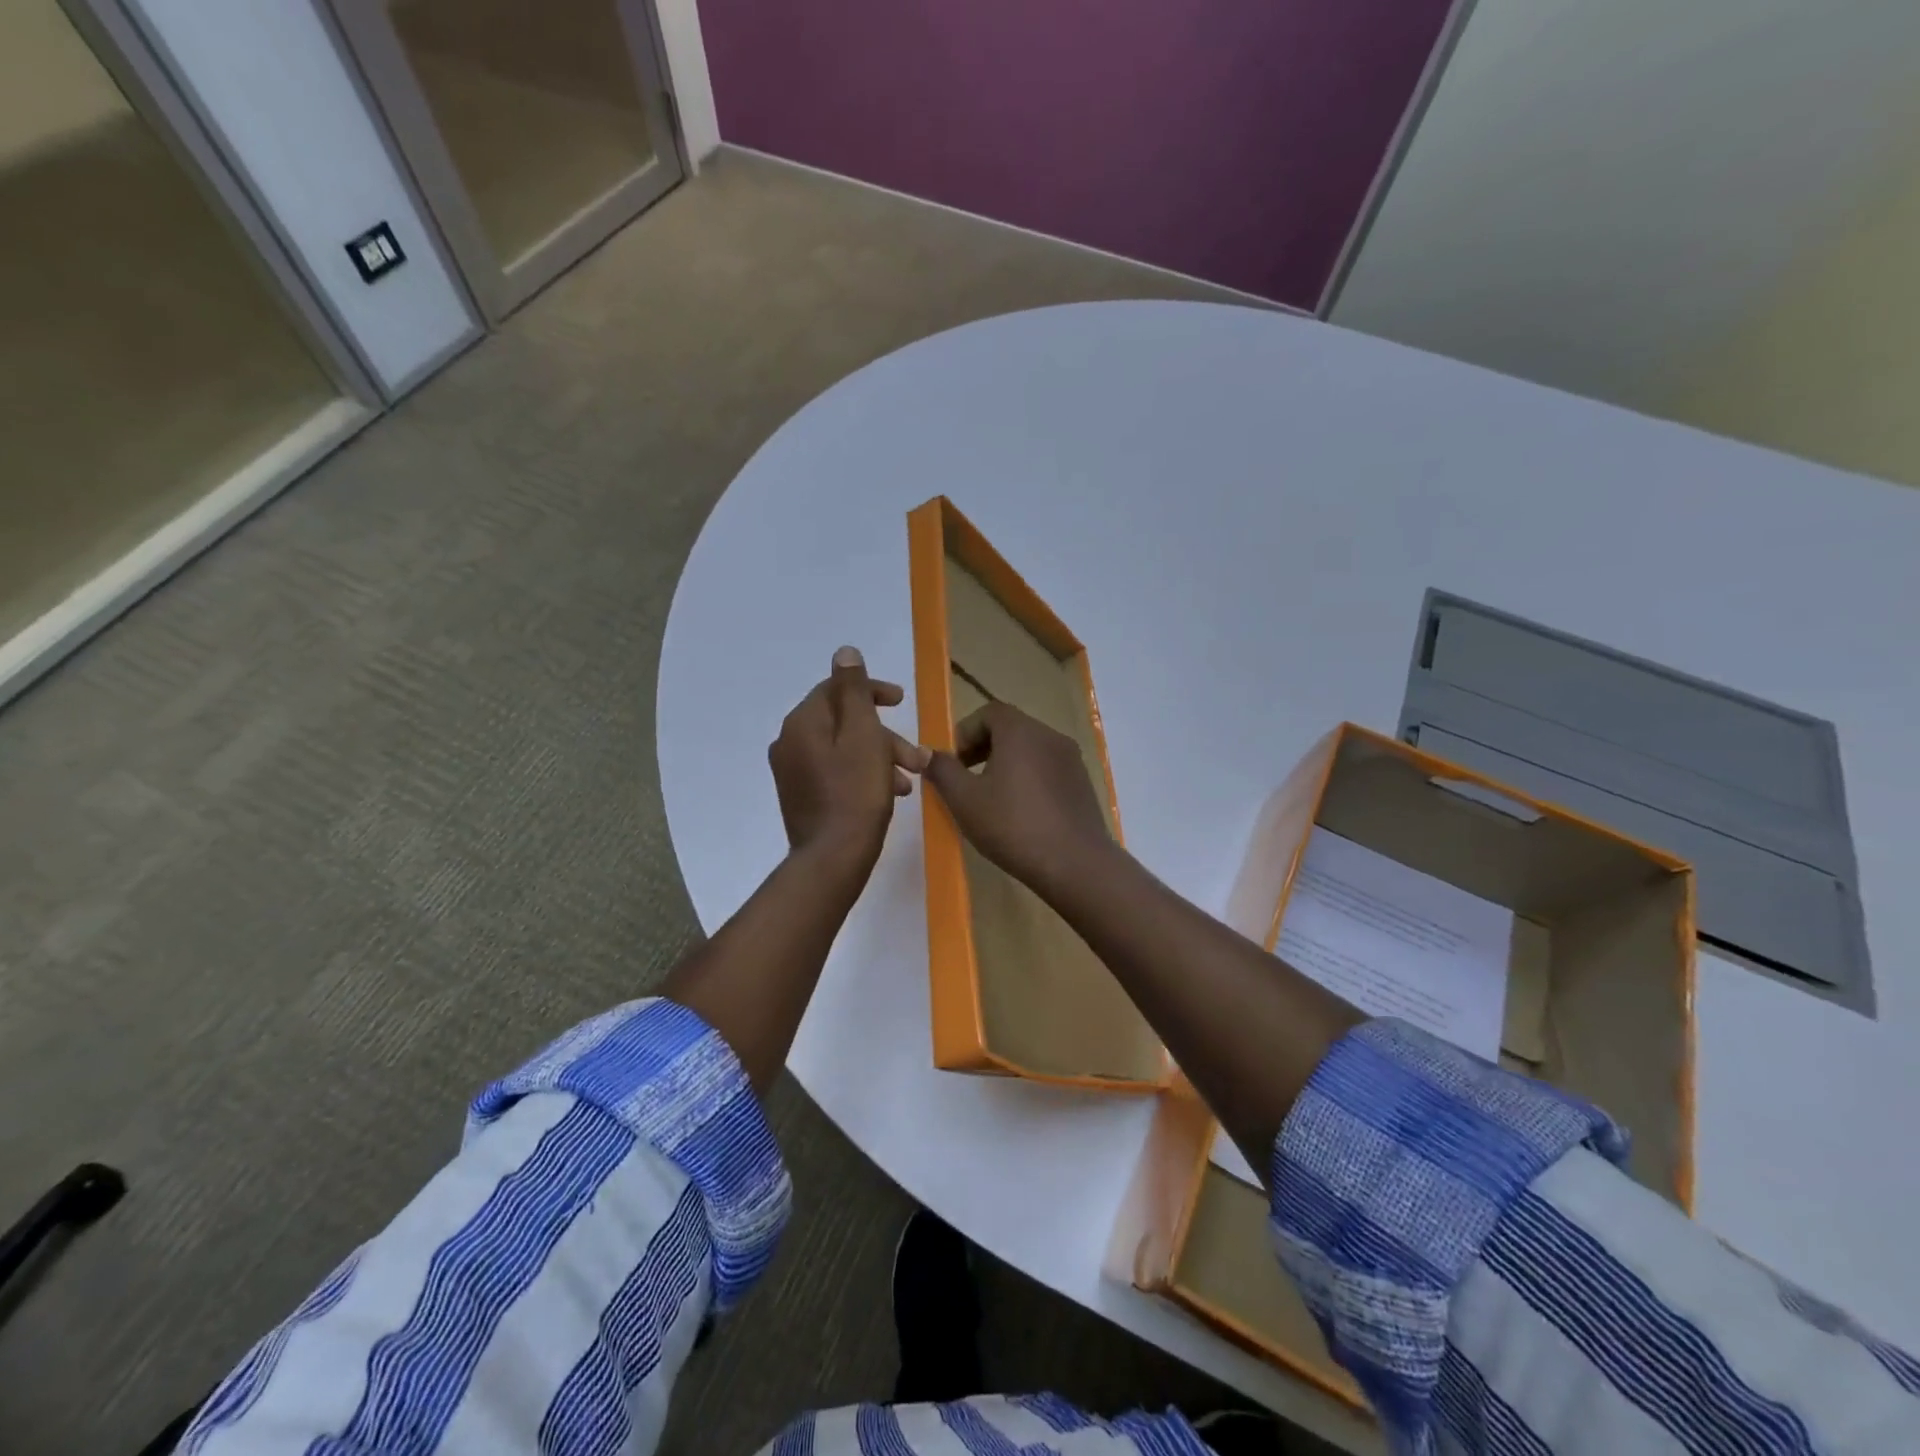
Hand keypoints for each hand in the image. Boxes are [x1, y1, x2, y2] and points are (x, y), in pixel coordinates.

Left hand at [770, 646, 929, 863]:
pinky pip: (836, 771)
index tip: (902, 702)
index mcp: (802, 722)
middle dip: (884, 735)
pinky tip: (888, 794)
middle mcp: (789, 742)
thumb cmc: (856, 793)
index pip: (837, 690)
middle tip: (917, 756)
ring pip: (843, 750)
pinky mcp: (801, 796)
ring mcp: (792, 772)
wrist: (833, 858)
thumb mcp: (864, 735)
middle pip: (843, 723)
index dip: (873, 691)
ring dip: (880, 757)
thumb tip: (845, 652)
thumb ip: (855, 691)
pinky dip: (863, 774)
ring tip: (909, 780)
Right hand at [922, 700, 1115, 899]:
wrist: (1075, 863)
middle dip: (984, 748)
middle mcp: (1050, 736)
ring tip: (992, 798)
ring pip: (1031, 750)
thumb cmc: (1012, 826)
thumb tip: (927, 753)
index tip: (953, 762)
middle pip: (1011, 728)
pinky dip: (1029, 779)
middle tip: (966, 779)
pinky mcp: (1083, 783)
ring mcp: (1071, 759)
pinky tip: (1021, 813)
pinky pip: (1049, 769)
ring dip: (1007, 764)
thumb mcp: (965, 800)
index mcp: (1021, 731)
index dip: (965, 733)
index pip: (989, 712)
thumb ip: (943, 771)